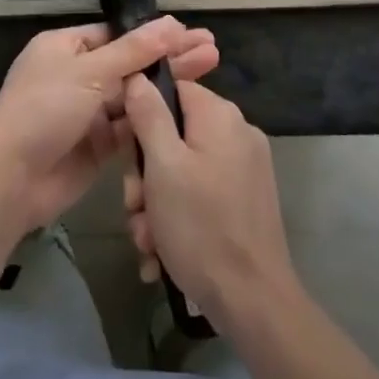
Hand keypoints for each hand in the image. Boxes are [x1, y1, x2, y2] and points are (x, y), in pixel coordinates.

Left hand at [0, 17, 217, 237]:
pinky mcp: (96, 146)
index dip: (154, 35)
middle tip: (213, 50)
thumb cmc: (44, 109)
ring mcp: (86, 112)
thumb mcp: (90, 72)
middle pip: (130, 63)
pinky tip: (187, 110)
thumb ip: (134, 51)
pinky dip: (154, 119)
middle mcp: (77, 75)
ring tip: (211, 71)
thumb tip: (173, 23)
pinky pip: (129, 128)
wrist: (10, 178)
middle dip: (169, 57)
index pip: (117, 35)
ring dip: (167, 86)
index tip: (191, 34)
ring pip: (133, 95)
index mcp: (65, 47)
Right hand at [121, 77, 294, 325]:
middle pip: (174, 134)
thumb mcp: (163, 166)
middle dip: (146, 174)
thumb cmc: (201, 226)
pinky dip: (178, 217)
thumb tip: (138, 75)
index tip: (125, 150)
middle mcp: (237, 134)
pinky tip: (161, 252)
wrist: (253, 303)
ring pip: (183, 169)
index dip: (141, 115)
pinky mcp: (245, 201)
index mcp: (220, 117)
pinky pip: (200, 194)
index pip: (172, 89)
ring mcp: (245, 169)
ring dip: (156, 203)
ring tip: (147, 239)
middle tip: (134, 206)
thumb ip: (149, 115)